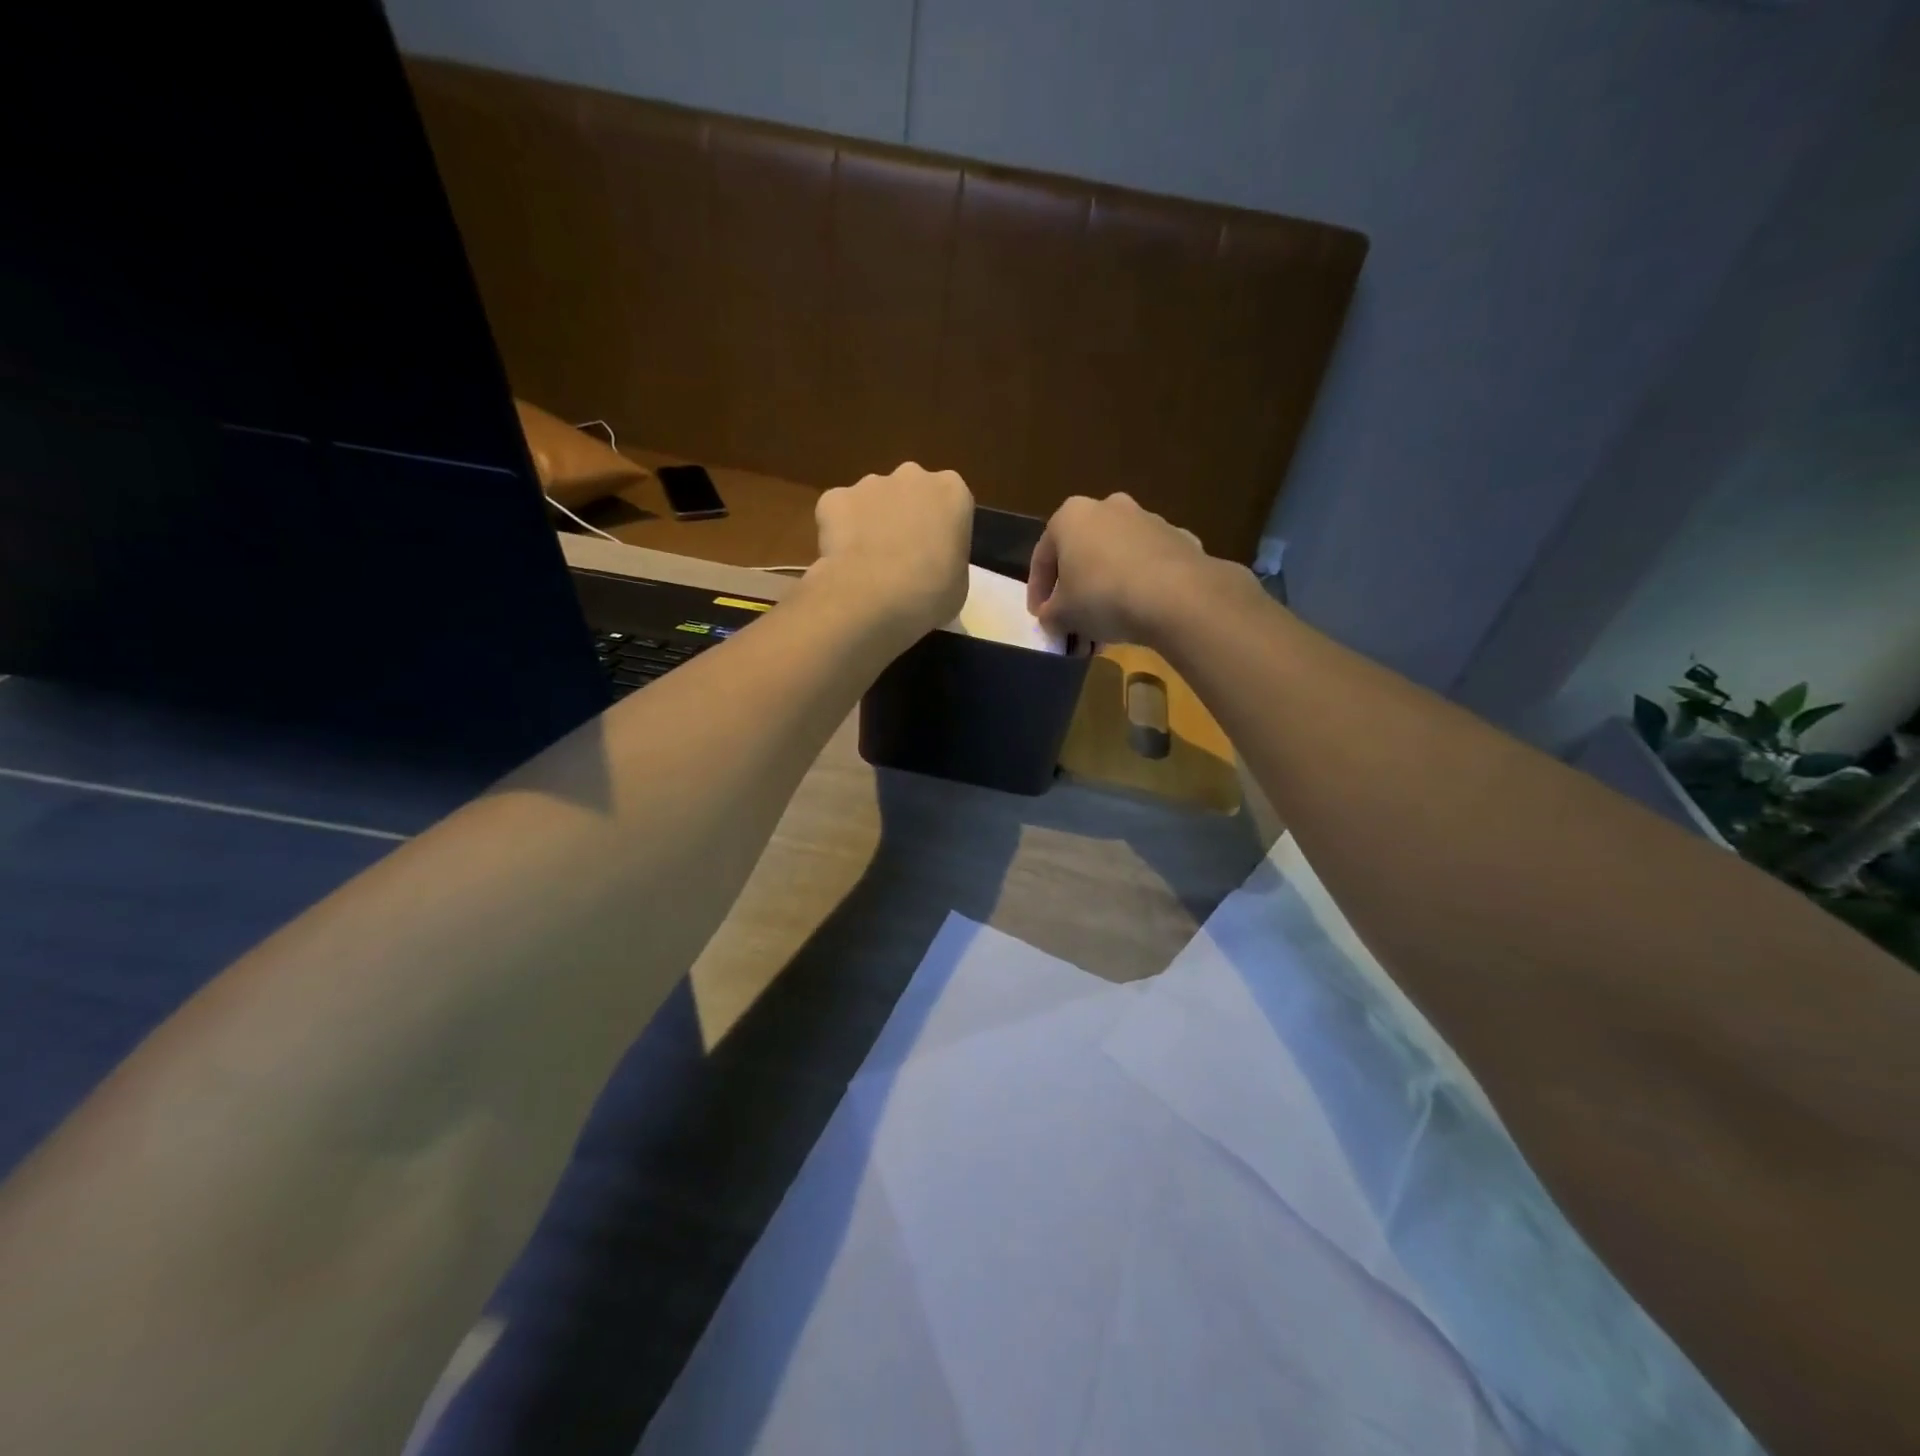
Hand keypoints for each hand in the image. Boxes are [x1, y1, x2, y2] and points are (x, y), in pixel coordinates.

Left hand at [811, 463, 973, 639]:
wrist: (872, 596)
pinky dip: (840, 532)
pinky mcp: (834, 497)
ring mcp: (870, 483)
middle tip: (903, 558)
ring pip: (873, 500)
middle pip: (911, 492)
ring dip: (873, 523)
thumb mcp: (959, 584)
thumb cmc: (930, 593)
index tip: (936, 556)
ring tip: (869, 564)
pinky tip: (843, 561)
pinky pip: (839, 512)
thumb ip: (949, 561)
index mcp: (952, 491)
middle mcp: (912, 476)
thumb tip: (933, 565)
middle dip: (907, 517)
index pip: (951, 503)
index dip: (942, 530)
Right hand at [1027, 494, 1257, 646]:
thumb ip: (1050, 615)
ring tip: (1106, 630)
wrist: (1176, 596)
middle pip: (1083, 556)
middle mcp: (1109, 507)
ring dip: (1107, 592)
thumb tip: (1053, 618)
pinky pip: (1149, 567)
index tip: (1040, 618)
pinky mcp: (1180, 539)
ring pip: (1116, 560)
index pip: (1043, 557)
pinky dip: (1139, 588)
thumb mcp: (1061, 615)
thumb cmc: (1102, 596)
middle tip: (1074, 626)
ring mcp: (1149, 520)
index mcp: (1071, 516)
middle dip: (1076, 594)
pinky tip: (1139, 617)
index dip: (1037, 592)